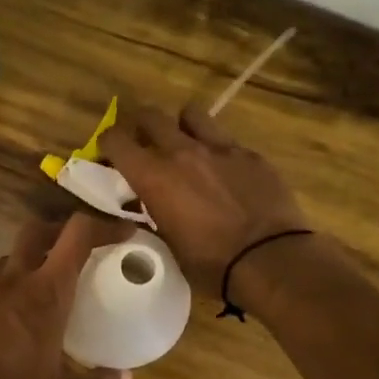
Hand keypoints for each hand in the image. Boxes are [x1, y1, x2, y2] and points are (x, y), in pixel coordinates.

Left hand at [0, 213, 133, 378]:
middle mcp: (11, 285)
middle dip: (59, 231)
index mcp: (45, 295)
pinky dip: (4, 301)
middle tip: (79, 250)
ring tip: (45, 289)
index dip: (102, 226)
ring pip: (6, 262)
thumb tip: (125, 378)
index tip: (122, 234)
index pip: (76, 236)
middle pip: (35, 232)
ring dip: (29, 264)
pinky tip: (10, 329)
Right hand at [102, 102, 309, 288]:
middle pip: (151, 116)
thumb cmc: (212, 264)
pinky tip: (223, 171)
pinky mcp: (250, 154)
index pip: (117, 139)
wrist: (270, 259)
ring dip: (181, 126)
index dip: (108, 144)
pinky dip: (216, 149)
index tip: (109, 155)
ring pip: (191, 114)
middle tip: (143, 145)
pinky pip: (225, 138)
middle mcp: (182, 152)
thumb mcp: (168, 245)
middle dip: (140, 127)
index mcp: (154, 176)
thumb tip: (147, 204)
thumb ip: (153, 216)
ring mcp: (220, 148)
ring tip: (185, 145)